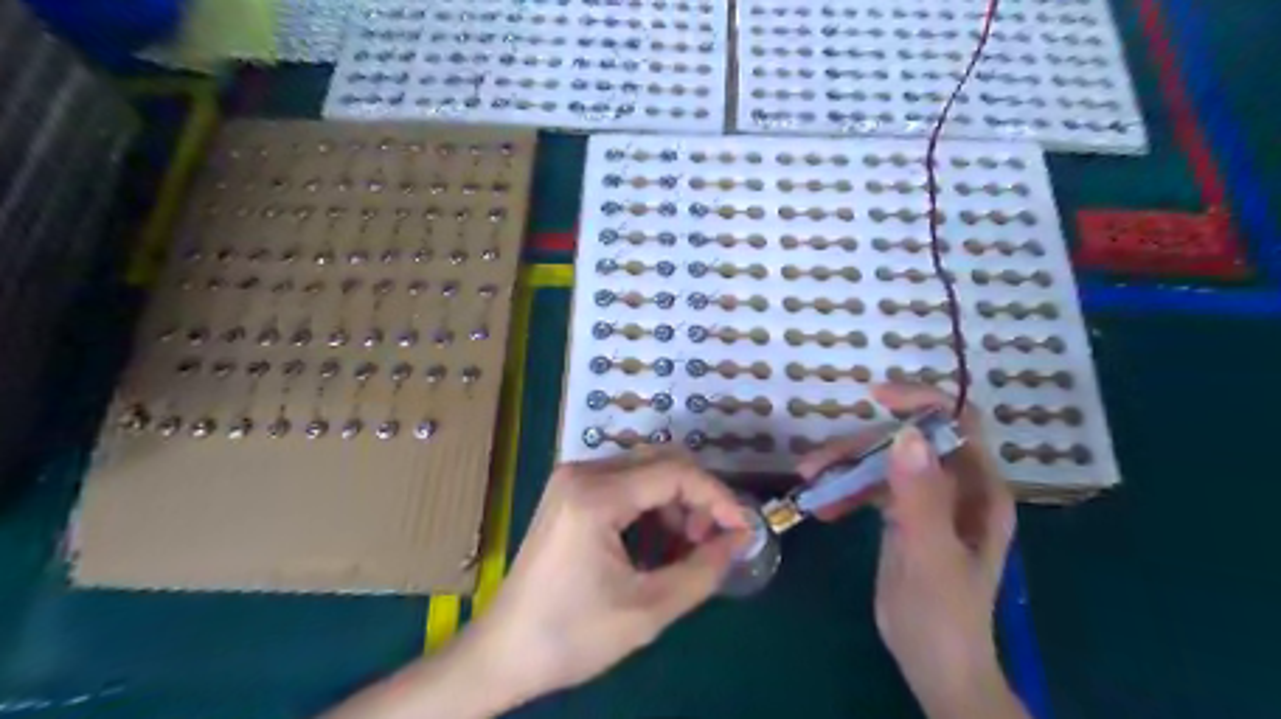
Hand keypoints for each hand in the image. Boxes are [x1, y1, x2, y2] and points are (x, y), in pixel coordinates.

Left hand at [470, 449, 751, 708]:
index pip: (675, 473)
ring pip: (645, 471)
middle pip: (661, 463)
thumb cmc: (571, 635)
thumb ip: (703, 571)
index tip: (743, 529)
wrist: (502, 653)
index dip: (717, 497)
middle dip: (697, 498)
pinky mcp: (570, 493)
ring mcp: (572, 480)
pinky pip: (625, 484)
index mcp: (595, 495)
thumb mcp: (647, 610)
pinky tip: (659, 542)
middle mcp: (582, 473)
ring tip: (688, 547)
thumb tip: (740, 539)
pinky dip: (652, 507)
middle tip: (713, 541)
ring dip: (676, 502)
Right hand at [797, 388, 1023, 718]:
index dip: (922, 402)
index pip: (958, 424)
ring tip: (810, 482)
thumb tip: (904, 434)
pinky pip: (872, 487)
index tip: (877, 399)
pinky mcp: (903, 516)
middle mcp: (956, 487)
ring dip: (846, 467)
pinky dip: (846, 490)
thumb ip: (920, 497)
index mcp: (978, 490)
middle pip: (907, 443)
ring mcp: (928, 501)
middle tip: (816, 464)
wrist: (934, 665)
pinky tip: (824, 507)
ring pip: (884, 463)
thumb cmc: (943, 615)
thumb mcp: (930, 555)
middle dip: (861, 446)